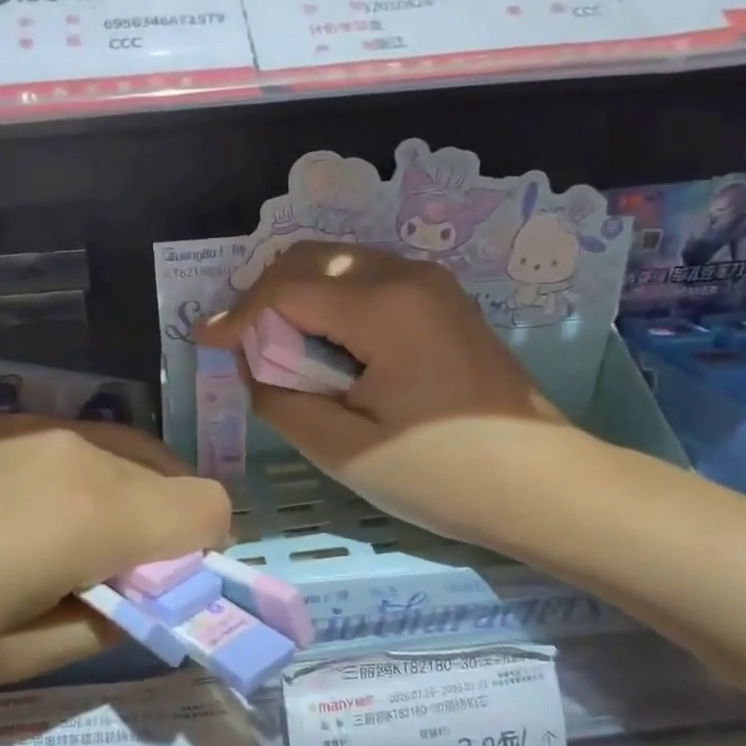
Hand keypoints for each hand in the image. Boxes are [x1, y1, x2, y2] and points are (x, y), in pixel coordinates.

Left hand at [0, 417, 231, 698]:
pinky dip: (86, 484)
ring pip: (129, 456)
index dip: (204, 560)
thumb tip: (144, 602)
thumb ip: (105, 623)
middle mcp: (79, 449)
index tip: (157, 600)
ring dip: (128, 506)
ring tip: (62, 559)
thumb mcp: (14, 657)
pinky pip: (79, 447)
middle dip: (167, 534)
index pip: (209, 508)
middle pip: (174, 477)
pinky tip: (18, 526)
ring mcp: (35, 426)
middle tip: (110, 588)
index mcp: (94, 509)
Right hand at [195, 243, 587, 544]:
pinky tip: (323, 343)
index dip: (238, 315)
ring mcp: (432, 285)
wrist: (544, 486)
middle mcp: (407, 276)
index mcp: (383, 307)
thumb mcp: (343, 449)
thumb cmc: (441, 474)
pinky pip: (369, 281)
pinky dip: (331, 302)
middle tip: (239, 343)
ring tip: (276, 346)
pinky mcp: (443, 302)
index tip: (201, 339)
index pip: (286, 290)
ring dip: (298, 296)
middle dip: (264, 296)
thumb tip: (250, 361)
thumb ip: (280, 397)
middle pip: (311, 259)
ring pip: (339, 264)